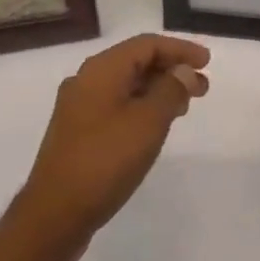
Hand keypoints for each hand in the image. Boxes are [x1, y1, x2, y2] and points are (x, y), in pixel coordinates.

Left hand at [18, 34, 209, 260]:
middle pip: (135, 62)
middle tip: (202, 88)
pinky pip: (115, 106)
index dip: (180, 49)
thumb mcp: (147, 123)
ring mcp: (78, 107)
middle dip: (171, 70)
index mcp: (101, 69)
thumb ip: (170, 91)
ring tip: (184, 107)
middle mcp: (86, 79)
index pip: (147, 44)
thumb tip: (184, 72)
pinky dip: (140, 108)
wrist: (53, 216)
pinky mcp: (76, 133)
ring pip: (125, 86)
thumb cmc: (104, 161)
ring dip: (157, 90)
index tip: (207, 62)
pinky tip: (154, 127)